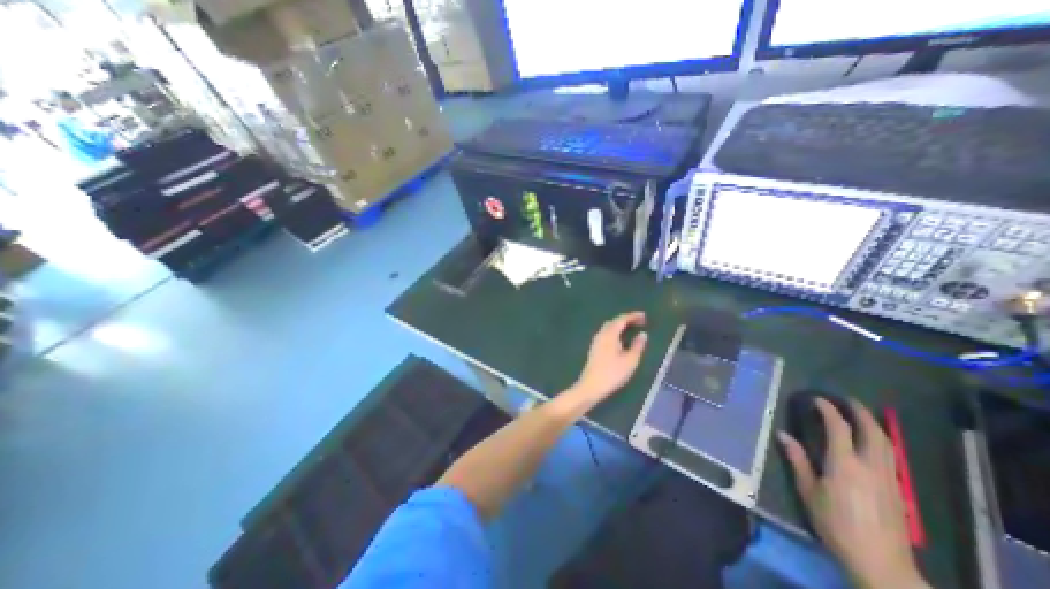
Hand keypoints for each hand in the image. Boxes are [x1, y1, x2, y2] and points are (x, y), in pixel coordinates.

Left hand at [574, 314, 647, 404]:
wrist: (591, 386)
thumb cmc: (612, 373)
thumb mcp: (630, 361)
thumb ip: (637, 346)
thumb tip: (642, 334)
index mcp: (610, 334)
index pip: (621, 319)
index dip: (633, 316)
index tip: (644, 316)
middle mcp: (601, 334)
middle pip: (614, 321)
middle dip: (626, 320)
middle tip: (640, 323)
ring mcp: (596, 341)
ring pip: (609, 328)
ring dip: (620, 326)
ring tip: (632, 330)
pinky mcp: (594, 348)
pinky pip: (606, 334)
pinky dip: (615, 332)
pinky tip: (620, 340)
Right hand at [779, 399, 924, 585]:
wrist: (880, 563)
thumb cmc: (835, 524)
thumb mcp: (808, 492)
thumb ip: (798, 460)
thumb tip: (783, 435)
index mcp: (844, 465)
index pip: (838, 428)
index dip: (828, 410)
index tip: (817, 399)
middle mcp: (870, 466)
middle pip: (872, 432)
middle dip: (860, 413)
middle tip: (847, 400)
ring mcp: (888, 478)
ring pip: (887, 444)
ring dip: (874, 425)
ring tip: (861, 415)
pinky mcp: (897, 490)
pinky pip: (891, 457)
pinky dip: (881, 441)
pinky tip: (873, 443)